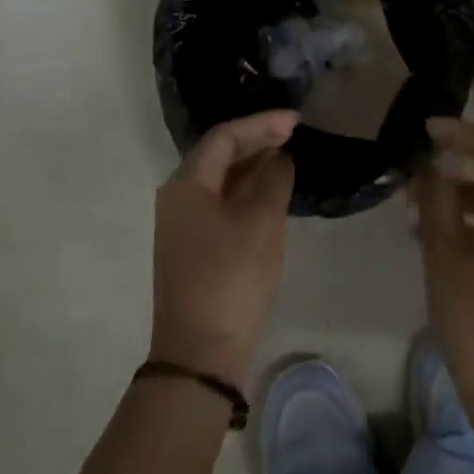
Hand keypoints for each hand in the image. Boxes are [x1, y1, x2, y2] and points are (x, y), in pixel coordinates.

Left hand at [149, 110, 297, 386]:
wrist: (200, 353)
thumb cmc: (231, 277)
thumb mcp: (262, 223)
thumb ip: (274, 180)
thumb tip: (280, 158)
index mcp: (186, 184)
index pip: (224, 136)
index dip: (261, 124)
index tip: (296, 121)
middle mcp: (177, 197)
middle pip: (218, 154)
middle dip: (257, 140)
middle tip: (294, 133)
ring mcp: (183, 224)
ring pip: (220, 180)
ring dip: (253, 165)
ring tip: (288, 156)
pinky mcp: (194, 246)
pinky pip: (221, 202)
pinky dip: (247, 191)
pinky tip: (271, 192)